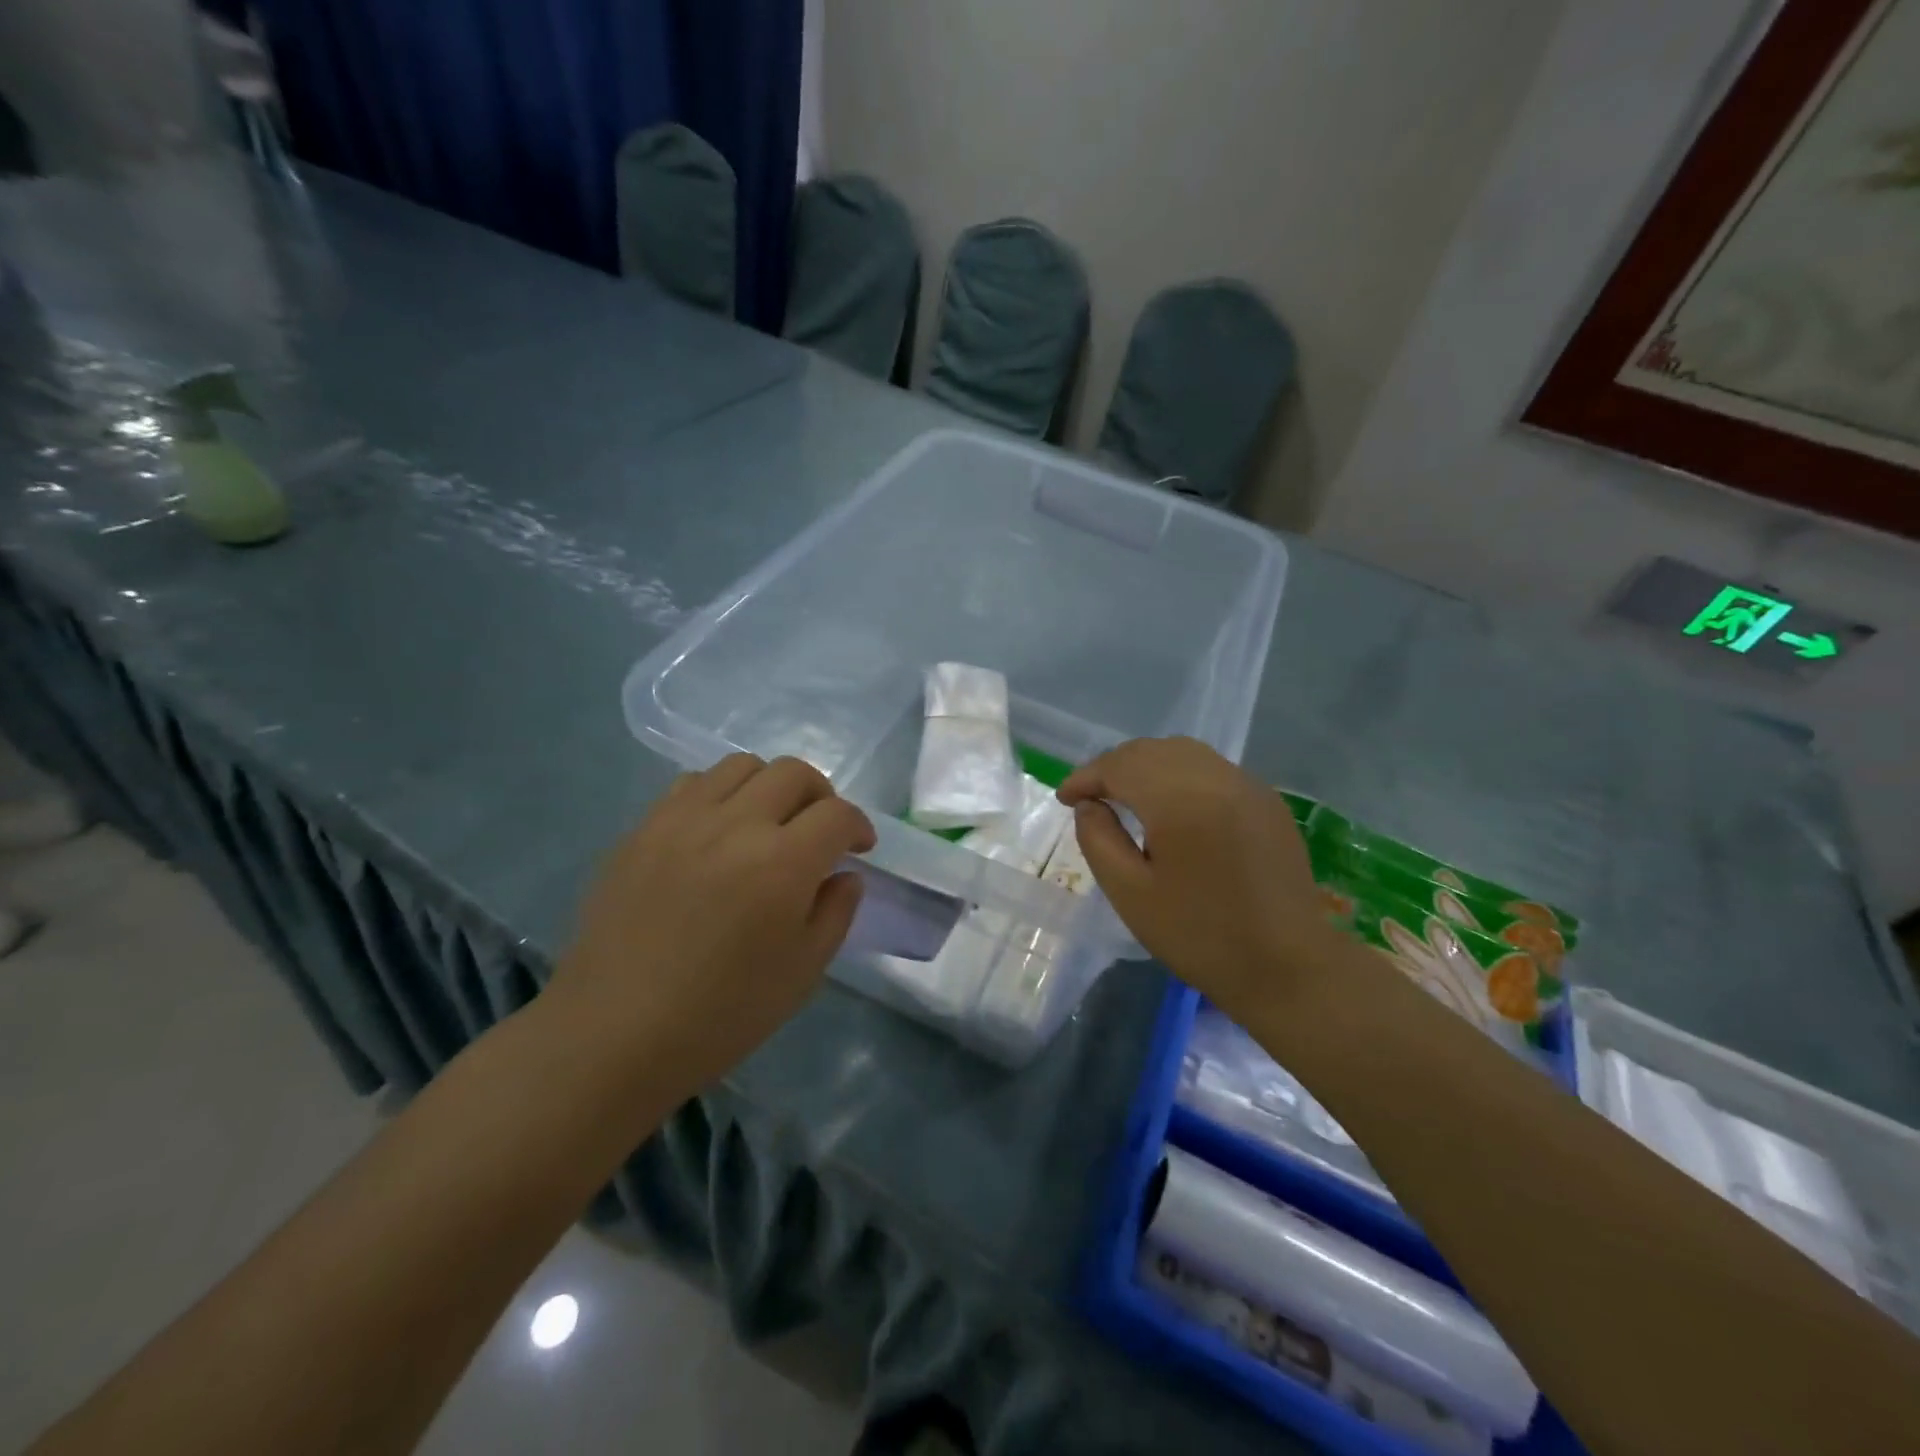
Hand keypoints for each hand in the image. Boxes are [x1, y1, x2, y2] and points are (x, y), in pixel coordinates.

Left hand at [550, 754, 874, 1090]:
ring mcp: (681, 820)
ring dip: (769, 786)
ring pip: (741, 765)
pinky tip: (715, 834)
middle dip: (821, 796)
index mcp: (782, 863)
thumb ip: (836, 912)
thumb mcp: (803, 972)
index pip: (837, 814)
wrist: (614, 1035)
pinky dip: (719, 795)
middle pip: (793, 773)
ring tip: (766, 823)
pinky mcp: (642, 829)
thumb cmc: (721, 1015)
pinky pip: (691, 785)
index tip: (859, 848)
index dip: (858, 825)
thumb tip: (844, 874)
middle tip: (819, 831)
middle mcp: (734, 824)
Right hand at [1058, 737, 1339, 1017]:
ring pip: (1183, 752)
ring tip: (1125, 796)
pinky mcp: (1266, 800)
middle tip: (1090, 797)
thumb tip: (1090, 805)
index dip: (1086, 777)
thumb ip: (1099, 839)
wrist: (1287, 967)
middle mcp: (1216, 778)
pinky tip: (1171, 805)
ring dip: (1146, 766)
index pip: (1120, 766)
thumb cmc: (1200, 936)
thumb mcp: (1130, 894)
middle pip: (1151, 750)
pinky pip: (1212, 769)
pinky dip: (1180, 774)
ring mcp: (1247, 785)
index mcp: (1180, 800)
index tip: (1065, 799)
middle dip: (1114, 767)